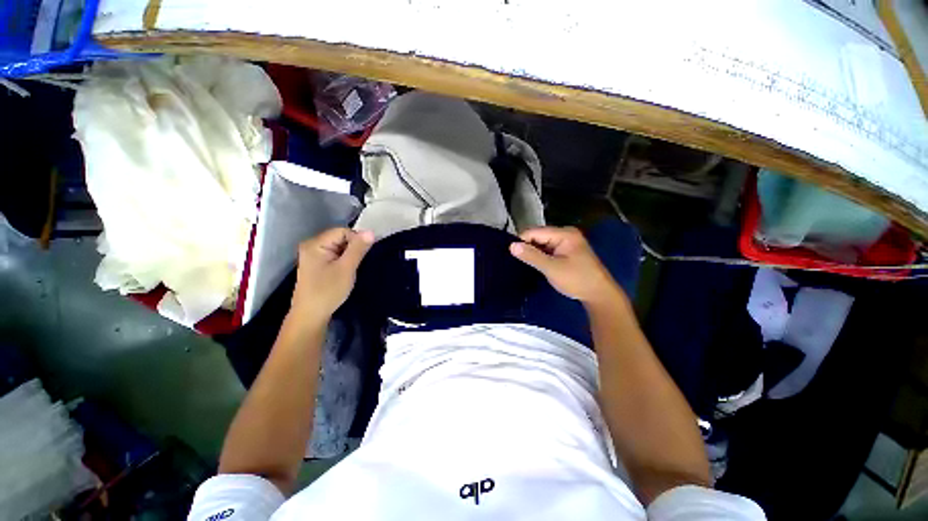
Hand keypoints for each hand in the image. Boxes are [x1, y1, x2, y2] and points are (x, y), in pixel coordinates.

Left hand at [289, 228, 373, 325]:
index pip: (343, 231)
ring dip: (349, 255)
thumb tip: (370, 231)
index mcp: (315, 244)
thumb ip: (358, 249)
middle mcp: (311, 245)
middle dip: (352, 248)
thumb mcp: (346, 268)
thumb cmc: (328, 291)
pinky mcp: (316, 263)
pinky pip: (335, 254)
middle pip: (340, 237)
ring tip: (351, 269)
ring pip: (339, 246)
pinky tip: (345, 271)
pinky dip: (343, 260)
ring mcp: (313, 254)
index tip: (362, 256)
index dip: (356, 240)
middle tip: (356, 264)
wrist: (311, 315)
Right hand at [510, 226, 621, 304]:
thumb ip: (531, 256)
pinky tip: (534, 264)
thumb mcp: (552, 268)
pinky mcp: (566, 251)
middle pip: (538, 236)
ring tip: (523, 264)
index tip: (511, 255)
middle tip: (516, 261)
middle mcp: (565, 234)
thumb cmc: (577, 280)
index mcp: (564, 233)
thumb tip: (511, 245)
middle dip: (527, 247)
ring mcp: (566, 242)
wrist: (599, 295)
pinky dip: (540, 256)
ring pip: (542, 244)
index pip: (534, 232)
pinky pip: (547, 250)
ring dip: (533, 253)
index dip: (521, 242)